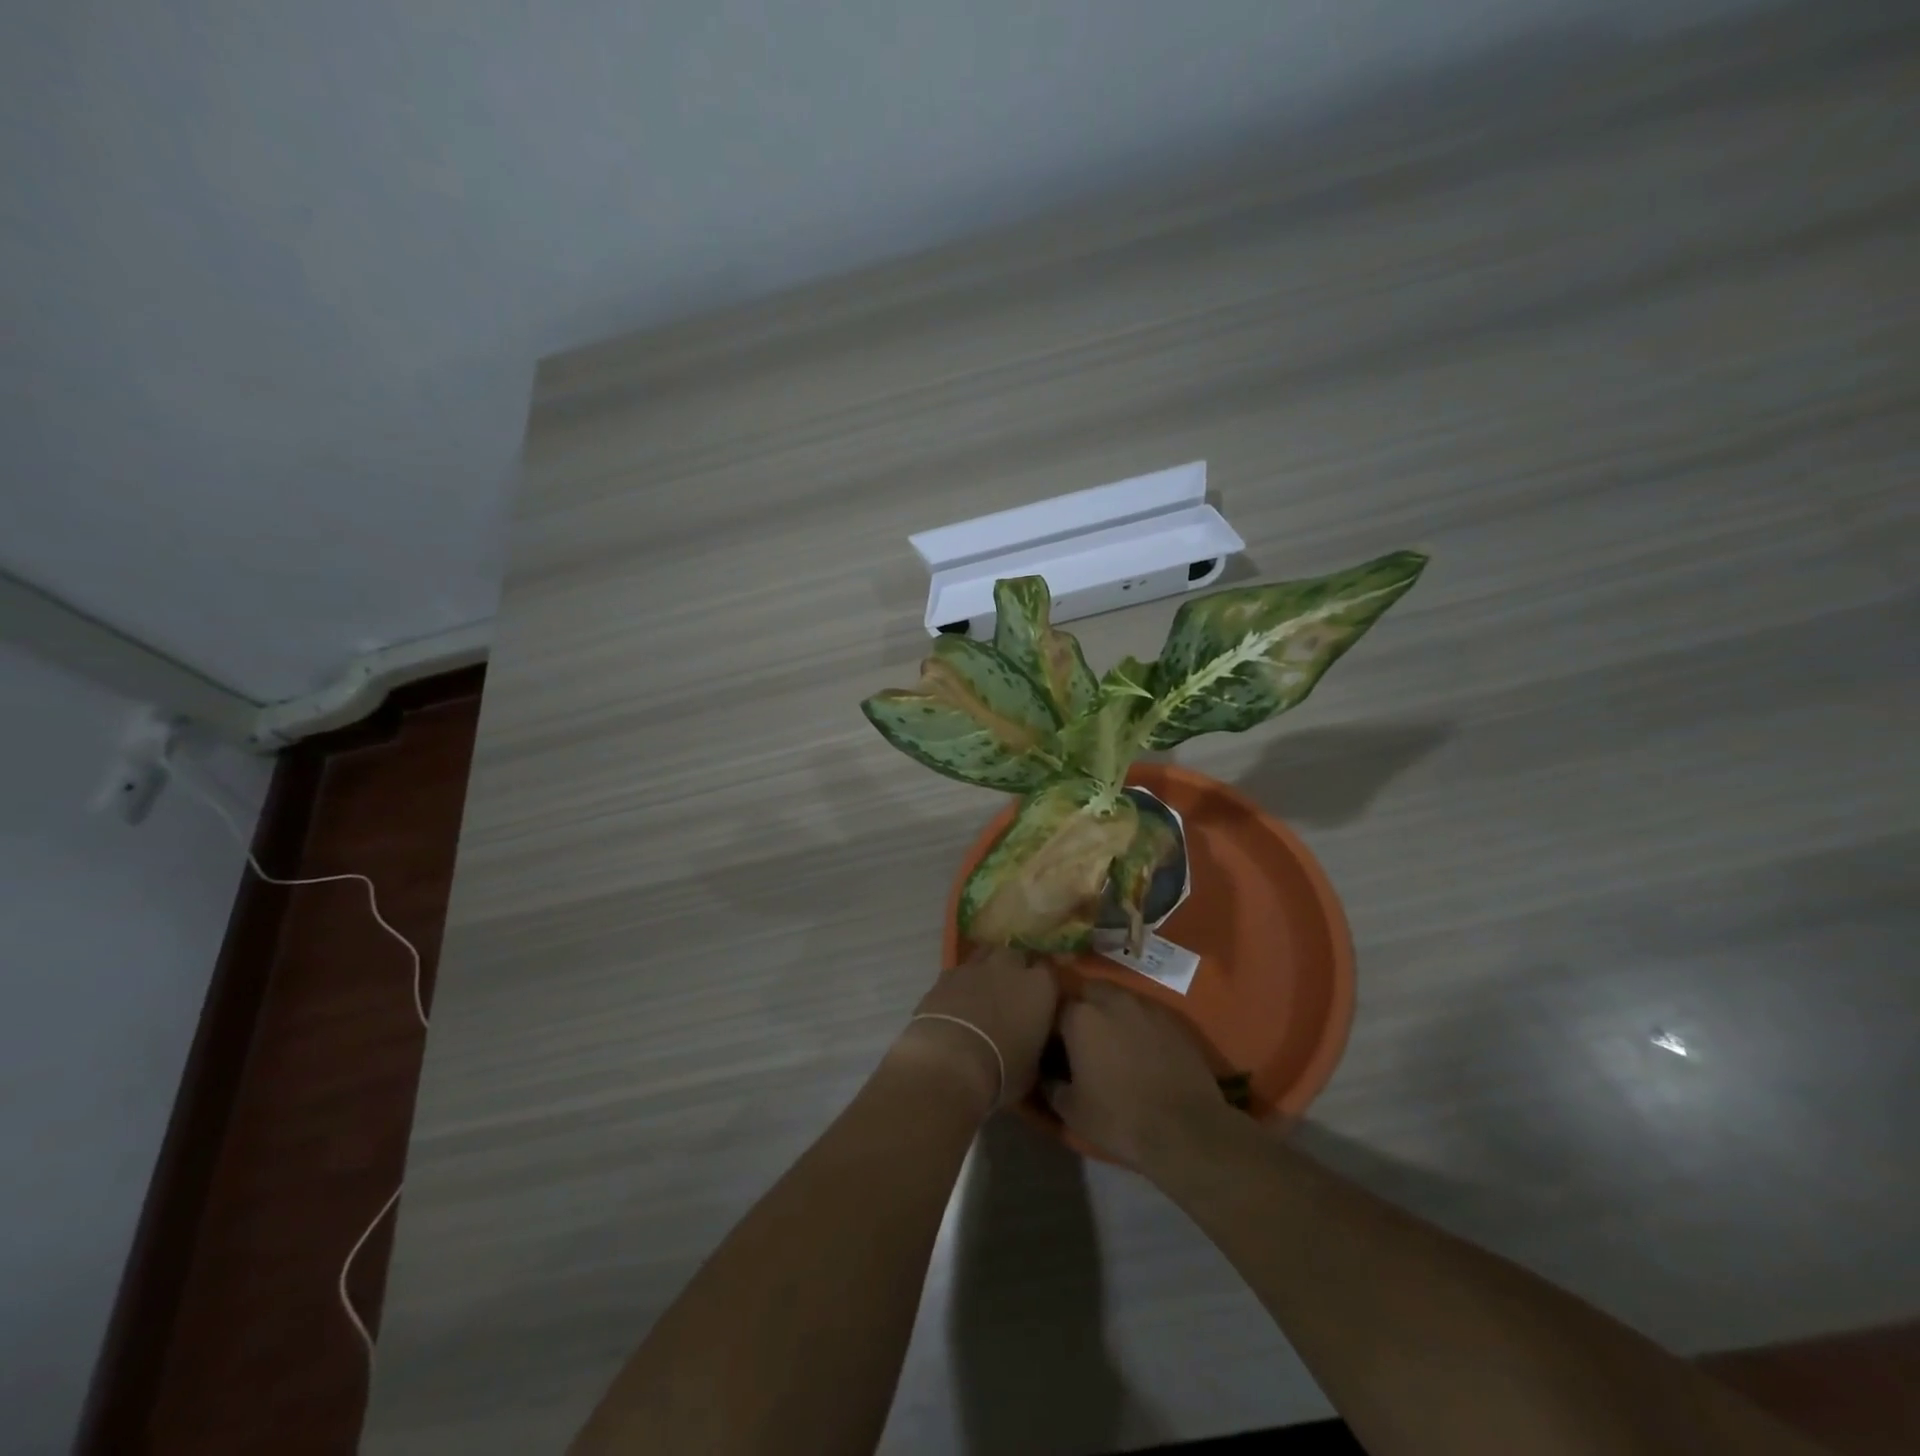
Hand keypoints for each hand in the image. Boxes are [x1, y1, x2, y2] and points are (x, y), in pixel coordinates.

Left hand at [890, 949, 1059, 1112]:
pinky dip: (961, 982)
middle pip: (1016, 956)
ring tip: (983, 992)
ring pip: (986, 955)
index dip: (1043, 984)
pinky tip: (957, 1001)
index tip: (1040, 1000)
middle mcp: (1009, 966)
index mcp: (1040, 986)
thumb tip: (1030, 1041)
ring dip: (987, 969)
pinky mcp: (945, 974)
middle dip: (1015, 970)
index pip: (1049, 971)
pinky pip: (959, 971)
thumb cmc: (1002, 1071)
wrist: (950, 1063)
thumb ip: (1036, 1042)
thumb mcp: (1033, 1065)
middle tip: (1011, 994)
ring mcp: (975, 966)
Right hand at [1047, 980, 1228, 1165]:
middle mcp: (1112, 1000)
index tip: (1055, 1045)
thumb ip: (1051, 1086)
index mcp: (1081, 1016)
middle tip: (1083, 1038)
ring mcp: (1146, 1006)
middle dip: (1083, 1007)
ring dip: (1111, 1012)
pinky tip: (1142, 1049)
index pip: (1056, 1006)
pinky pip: (1146, 1012)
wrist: (1185, 1129)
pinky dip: (1138, 1024)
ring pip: (1119, 998)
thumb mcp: (1072, 1111)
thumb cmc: (1119, 1118)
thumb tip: (1045, 1075)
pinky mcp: (1173, 1019)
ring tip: (1113, 1042)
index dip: (1053, 1025)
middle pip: (1088, 991)